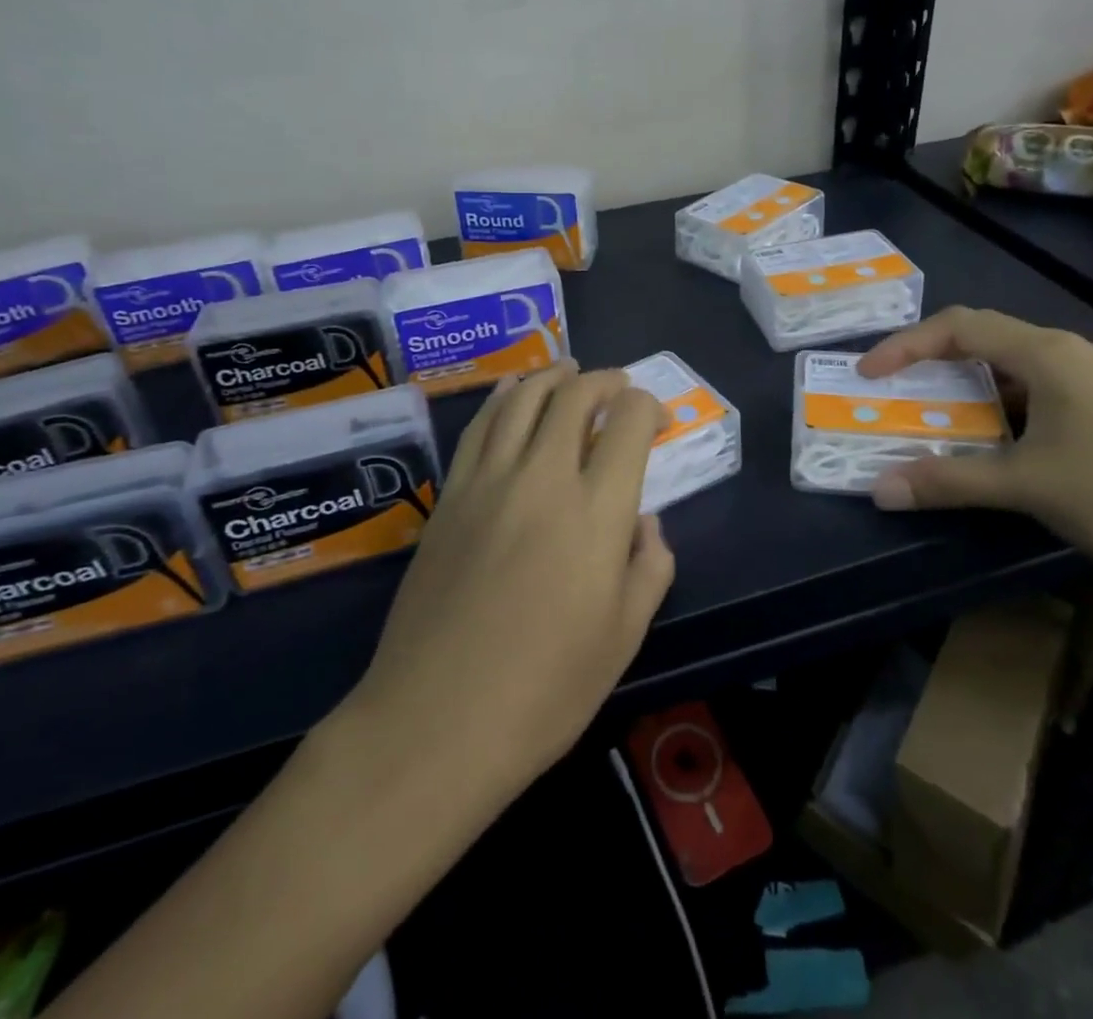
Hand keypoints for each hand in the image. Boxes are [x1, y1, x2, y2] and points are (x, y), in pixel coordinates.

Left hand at [353, 362, 674, 792]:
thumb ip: (649, 566)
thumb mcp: (623, 637)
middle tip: (618, 387)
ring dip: (552, 376)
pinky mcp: (450, 497)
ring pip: (523, 399)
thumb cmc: (544, 691)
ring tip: (569, 370)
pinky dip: (503, 398)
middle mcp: (543, 478)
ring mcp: (488, 482)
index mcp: (596, 512)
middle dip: (604, 382)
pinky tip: (513, 391)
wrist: (436, 721)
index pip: (628, 424)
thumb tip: (643, 522)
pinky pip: (480, 427)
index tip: (656, 420)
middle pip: (575, 397)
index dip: (648, 408)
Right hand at [859, 308, 1092, 603]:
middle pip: (988, 340)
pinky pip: (1045, 393)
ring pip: (1018, 369)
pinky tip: (1004, 444)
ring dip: (972, 389)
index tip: (869, 375)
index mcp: (1050, 354)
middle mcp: (1075, 354)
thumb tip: (878, 490)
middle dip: (935, 364)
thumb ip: (949, 482)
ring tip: (942, 420)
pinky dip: (1006, 408)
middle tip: (899, 395)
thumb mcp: (1027, 487)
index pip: (961, 327)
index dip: (906, 345)